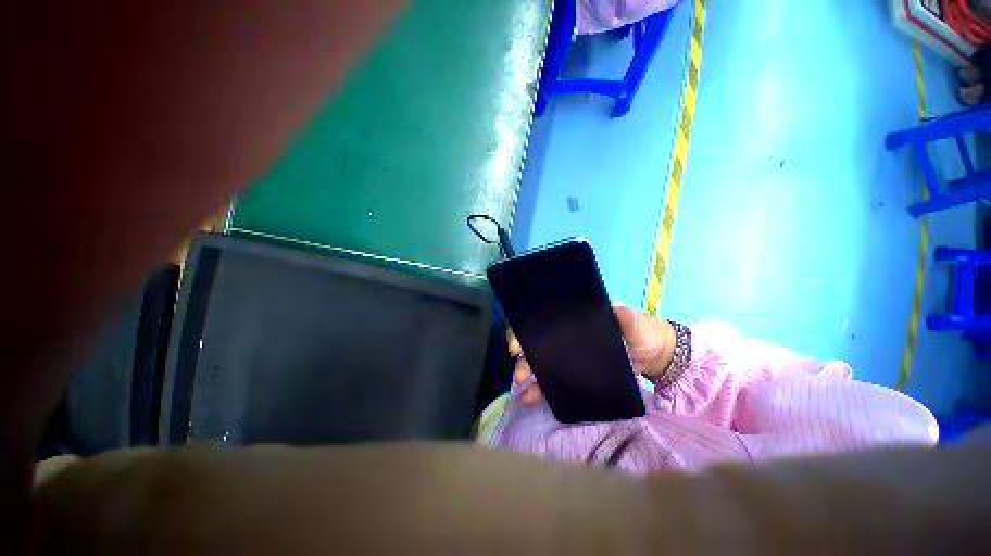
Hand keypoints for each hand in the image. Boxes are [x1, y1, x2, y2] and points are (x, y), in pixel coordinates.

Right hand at [507, 304, 675, 403]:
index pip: (543, 320)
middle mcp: (565, 336)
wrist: (654, 356)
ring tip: (521, 387)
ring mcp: (568, 355)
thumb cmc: (641, 332)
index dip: (526, 329)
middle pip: (536, 343)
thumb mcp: (633, 323)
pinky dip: (540, 390)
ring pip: (540, 362)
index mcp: (573, 320)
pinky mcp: (573, 373)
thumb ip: (626, 317)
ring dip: (527, 373)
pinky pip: (553, 380)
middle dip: (523, 356)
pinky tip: (528, 398)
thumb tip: (615, 306)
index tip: (518, 343)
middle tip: (519, 373)